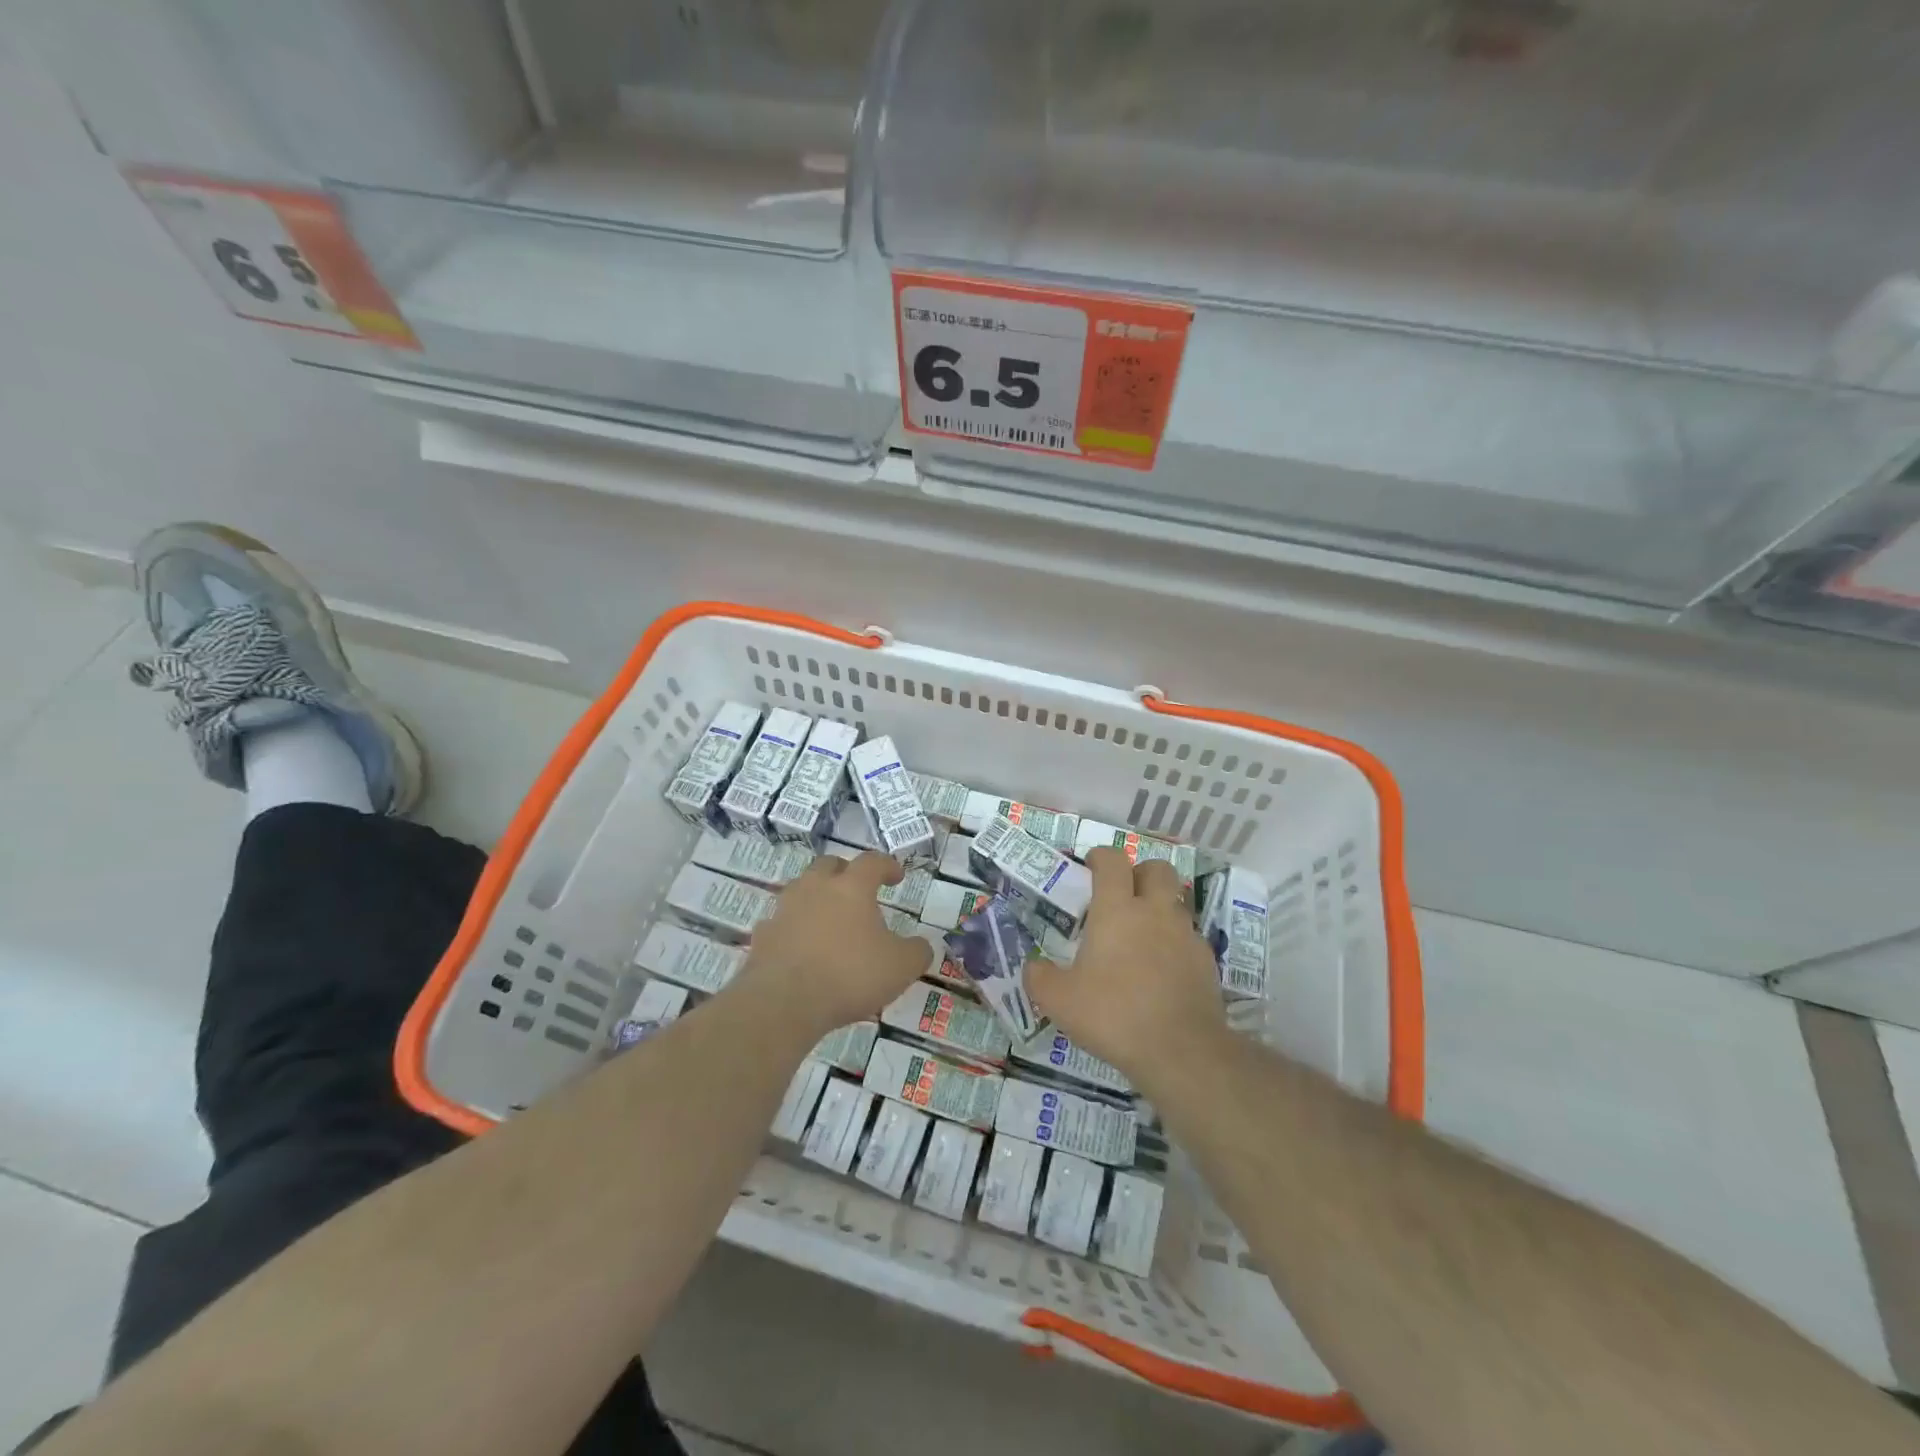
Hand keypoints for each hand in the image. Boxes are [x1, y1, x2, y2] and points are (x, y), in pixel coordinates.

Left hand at [737, 850, 932, 1037]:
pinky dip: (794, 928)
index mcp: (851, 888)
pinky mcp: (764, 936)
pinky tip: (802, 947)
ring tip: (829, 920)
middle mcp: (815, 888)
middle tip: (857, 889)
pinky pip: (782, 923)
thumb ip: (916, 952)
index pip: (872, 862)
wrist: (783, 1002)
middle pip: (829, 865)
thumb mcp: (900, 967)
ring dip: (816, 898)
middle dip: (845, 872)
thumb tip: (920, 946)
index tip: (897, 876)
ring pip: (801, 890)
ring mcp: (785, 910)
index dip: (887, 866)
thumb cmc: (849, 975)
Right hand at [1025, 849, 1223, 1086]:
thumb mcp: (1059, 1001)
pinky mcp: (1206, 961)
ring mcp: (1185, 935)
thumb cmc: (1114, 1015)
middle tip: (1122, 897)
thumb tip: (1033, 966)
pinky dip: (1175, 943)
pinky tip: (1162, 970)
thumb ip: (1040, 977)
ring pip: (1176, 902)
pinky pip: (1189, 938)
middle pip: (1156, 869)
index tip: (1090, 868)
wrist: (1182, 1051)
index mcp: (1117, 910)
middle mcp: (1155, 911)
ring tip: (1141, 937)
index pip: (1112, 860)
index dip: (1100, 857)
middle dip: (1139, 873)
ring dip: (1159, 908)